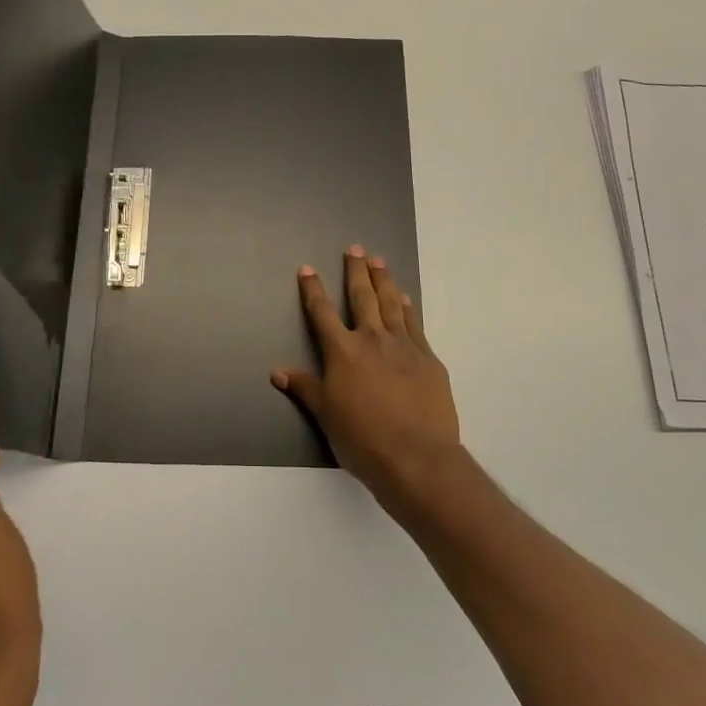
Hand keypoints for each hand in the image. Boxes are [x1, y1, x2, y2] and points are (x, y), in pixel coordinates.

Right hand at [272, 245, 464, 510]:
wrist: (417, 456)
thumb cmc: (363, 439)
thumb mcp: (326, 415)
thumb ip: (305, 388)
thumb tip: (278, 372)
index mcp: (343, 352)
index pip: (322, 313)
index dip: (313, 290)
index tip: (307, 269)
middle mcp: (372, 340)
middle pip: (362, 297)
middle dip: (355, 272)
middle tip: (355, 249)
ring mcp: (404, 346)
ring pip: (391, 304)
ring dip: (384, 281)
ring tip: (379, 261)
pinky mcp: (428, 359)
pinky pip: (415, 325)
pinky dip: (408, 309)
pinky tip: (405, 299)